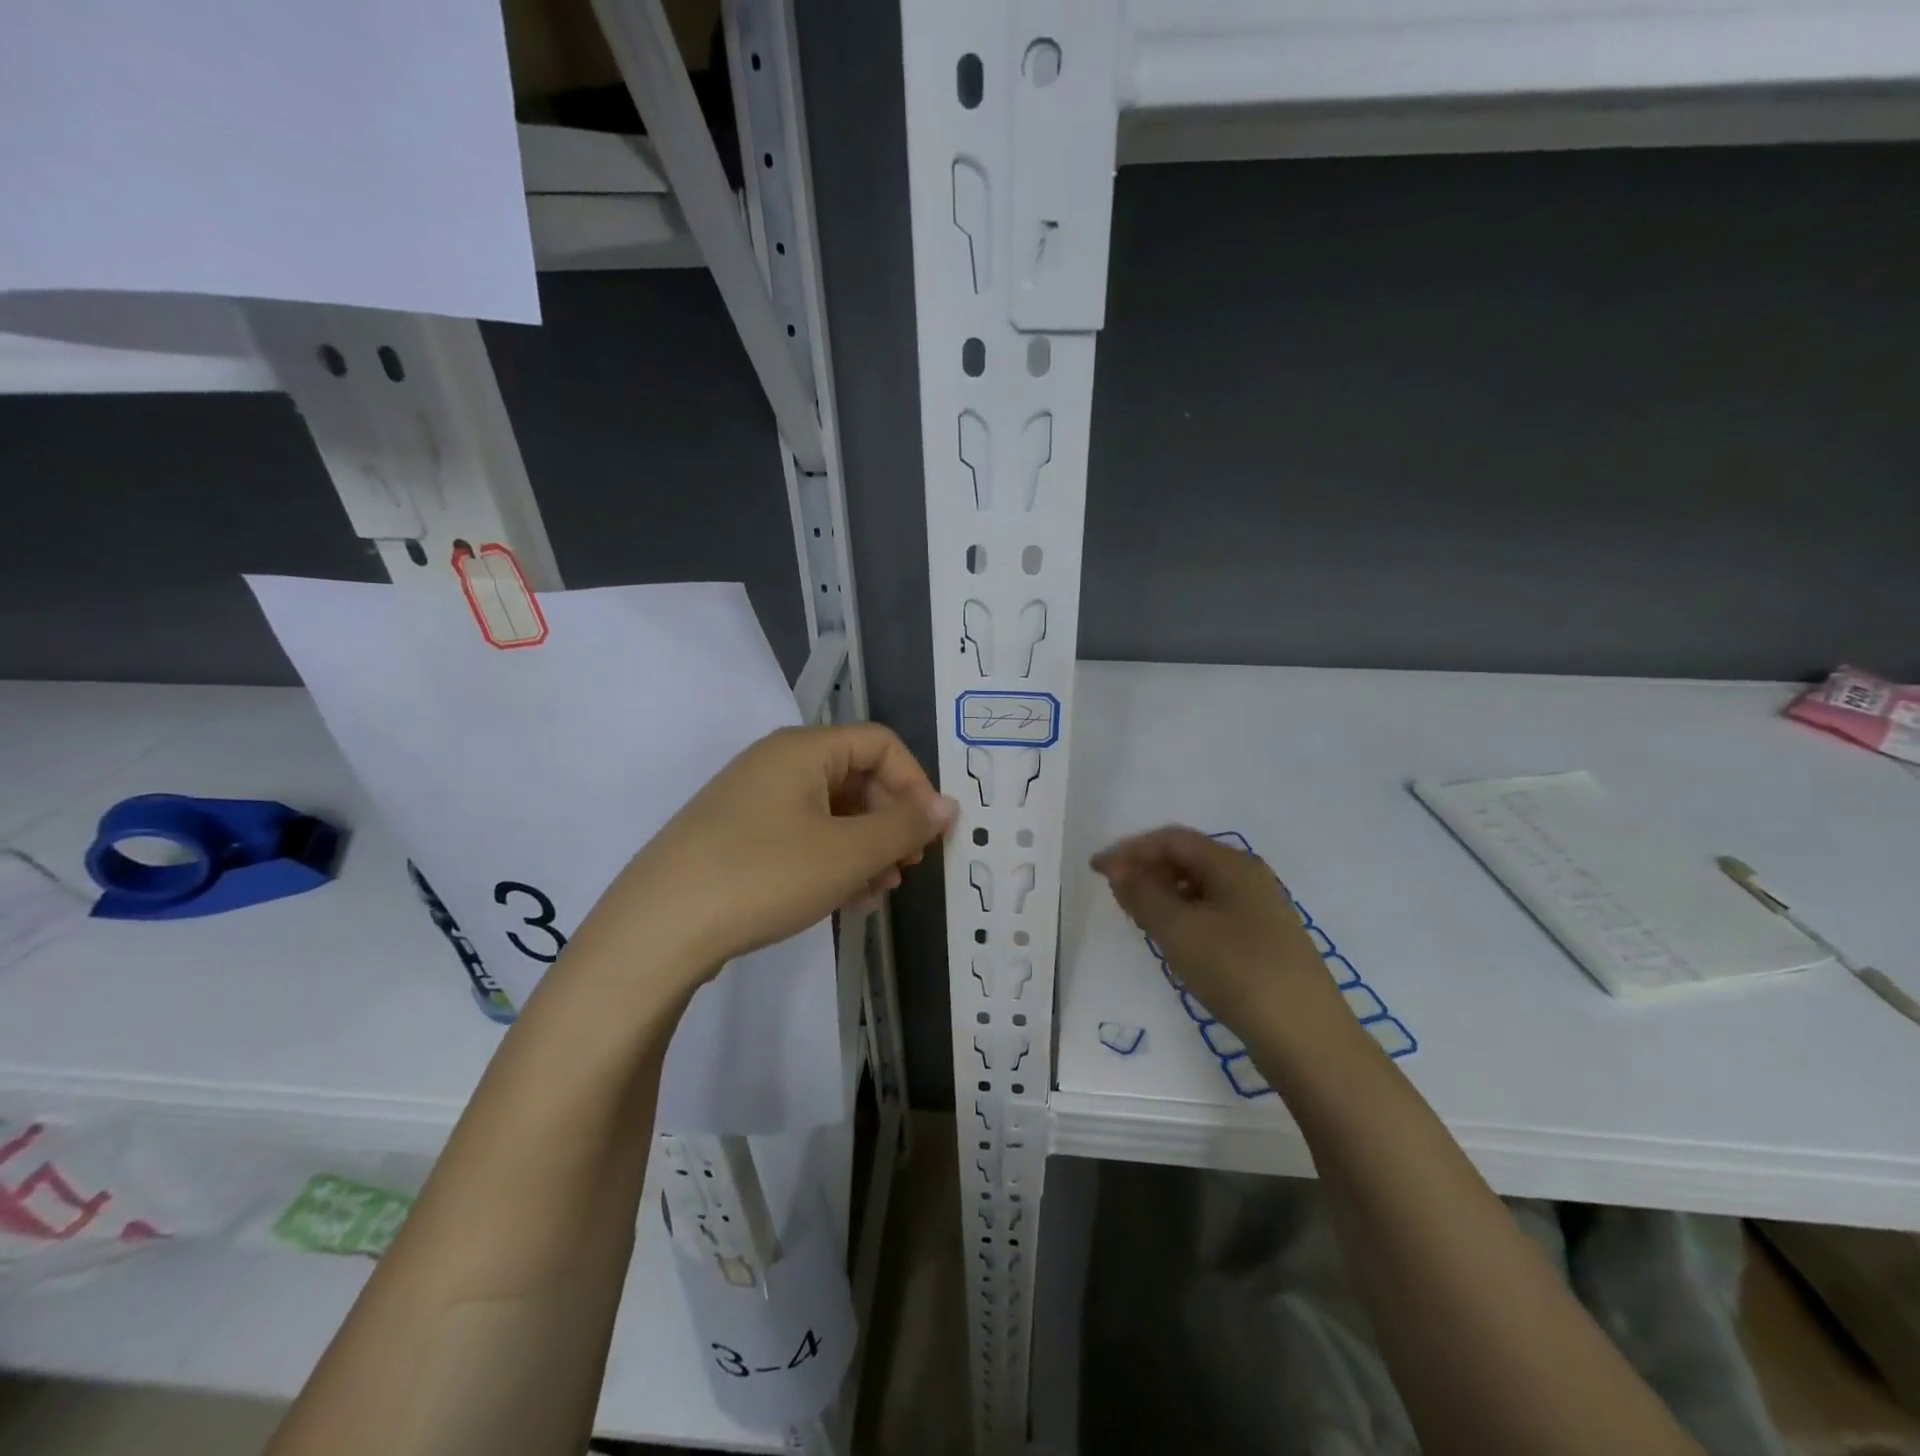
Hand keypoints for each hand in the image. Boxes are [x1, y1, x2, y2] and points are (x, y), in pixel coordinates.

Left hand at [571, 724, 955, 988]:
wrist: (657, 929)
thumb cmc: (765, 875)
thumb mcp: (848, 852)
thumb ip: (904, 825)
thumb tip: (947, 806)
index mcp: (803, 750)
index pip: (880, 744)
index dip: (915, 783)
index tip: (929, 833)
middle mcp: (776, 764)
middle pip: (855, 776)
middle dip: (890, 821)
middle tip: (907, 866)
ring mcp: (751, 802)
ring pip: (829, 812)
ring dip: (864, 847)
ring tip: (879, 890)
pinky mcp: (735, 838)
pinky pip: (800, 836)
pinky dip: (831, 860)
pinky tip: (843, 899)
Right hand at [1092, 826, 1336, 1029]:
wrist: (1306, 1037)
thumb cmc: (1236, 971)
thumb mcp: (1178, 930)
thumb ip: (1142, 894)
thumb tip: (1119, 869)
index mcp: (1232, 864)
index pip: (1171, 840)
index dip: (1130, 850)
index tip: (1097, 871)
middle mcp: (1249, 878)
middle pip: (1187, 859)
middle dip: (1146, 870)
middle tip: (1115, 895)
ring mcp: (1260, 910)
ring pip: (1200, 887)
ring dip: (1163, 894)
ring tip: (1138, 917)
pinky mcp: (1263, 941)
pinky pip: (1213, 912)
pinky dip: (1184, 916)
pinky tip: (1173, 940)